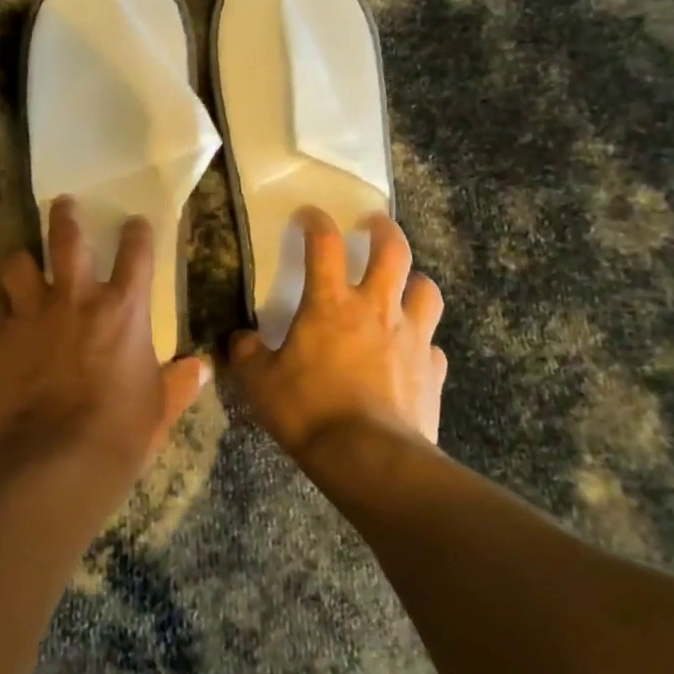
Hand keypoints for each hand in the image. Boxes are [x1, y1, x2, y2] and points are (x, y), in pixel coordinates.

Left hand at [0, 197, 210, 490]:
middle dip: (65, 217)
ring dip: (21, 262)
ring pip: (18, 265)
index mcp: (123, 309)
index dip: (137, 232)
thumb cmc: (120, 431)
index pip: (136, 253)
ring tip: (22, 263)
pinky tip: (4, 330)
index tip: (135, 223)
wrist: (56, 458)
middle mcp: (76, 299)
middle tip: (63, 204)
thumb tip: (200, 369)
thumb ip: (177, 383)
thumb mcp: (158, 408)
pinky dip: (3, 318)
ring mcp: (32, 315)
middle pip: (67, 239)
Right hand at [226, 208, 445, 463]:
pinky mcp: (432, 371)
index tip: (309, 214)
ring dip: (415, 282)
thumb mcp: (260, 384)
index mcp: (331, 304)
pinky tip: (413, 352)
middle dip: (384, 230)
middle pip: (393, 251)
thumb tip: (240, 340)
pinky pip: (433, 345)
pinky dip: (423, 341)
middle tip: (374, 224)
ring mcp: (411, 338)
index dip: (316, 221)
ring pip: (426, 290)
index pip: (324, 244)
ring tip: (404, 285)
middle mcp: (376, 309)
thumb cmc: (310, 411)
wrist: (370, 460)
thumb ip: (248, 355)